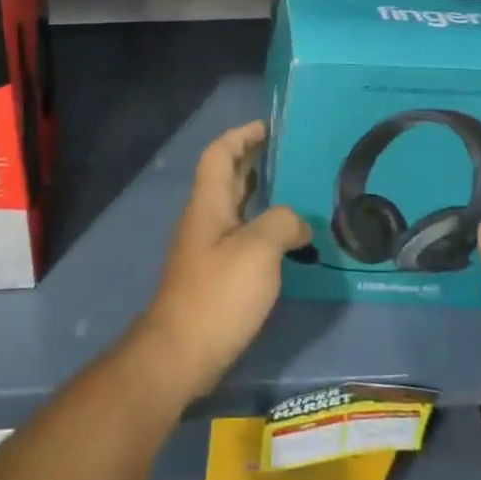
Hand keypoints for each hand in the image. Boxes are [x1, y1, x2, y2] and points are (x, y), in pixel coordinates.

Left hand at [137, 121, 309, 403]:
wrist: (182, 352)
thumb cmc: (219, 293)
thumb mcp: (258, 249)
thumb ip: (282, 223)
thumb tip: (297, 223)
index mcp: (209, 203)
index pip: (220, 154)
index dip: (241, 135)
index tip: (269, 127)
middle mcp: (205, 219)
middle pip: (227, 177)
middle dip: (255, 161)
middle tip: (292, 156)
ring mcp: (208, 248)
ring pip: (236, 208)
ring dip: (262, 196)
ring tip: (298, 193)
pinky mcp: (215, 275)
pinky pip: (241, 236)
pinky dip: (264, 228)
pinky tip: (289, 242)